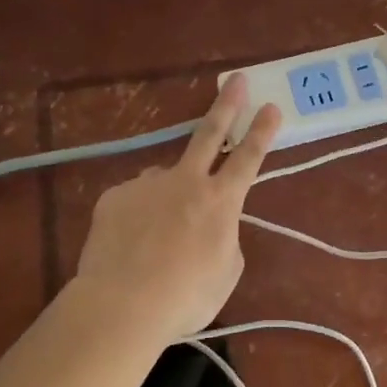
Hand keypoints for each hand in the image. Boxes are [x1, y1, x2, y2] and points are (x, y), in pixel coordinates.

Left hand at [72, 76, 280, 342]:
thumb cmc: (186, 296)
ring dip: (167, 197)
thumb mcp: (226, 271)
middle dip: (227, 106)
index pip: (248, 158)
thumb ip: (223, 237)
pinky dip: (137, 217)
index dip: (262, 132)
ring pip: (164, 180)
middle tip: (237, 81)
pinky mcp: (114, 197)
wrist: (123, 304)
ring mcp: (147, 185)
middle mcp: (185, 182)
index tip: (271, 106)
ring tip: (156, 236)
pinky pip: (133, 201)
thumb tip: (209, 224)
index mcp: (220, 201)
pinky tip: (131, 244)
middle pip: (209, 135)